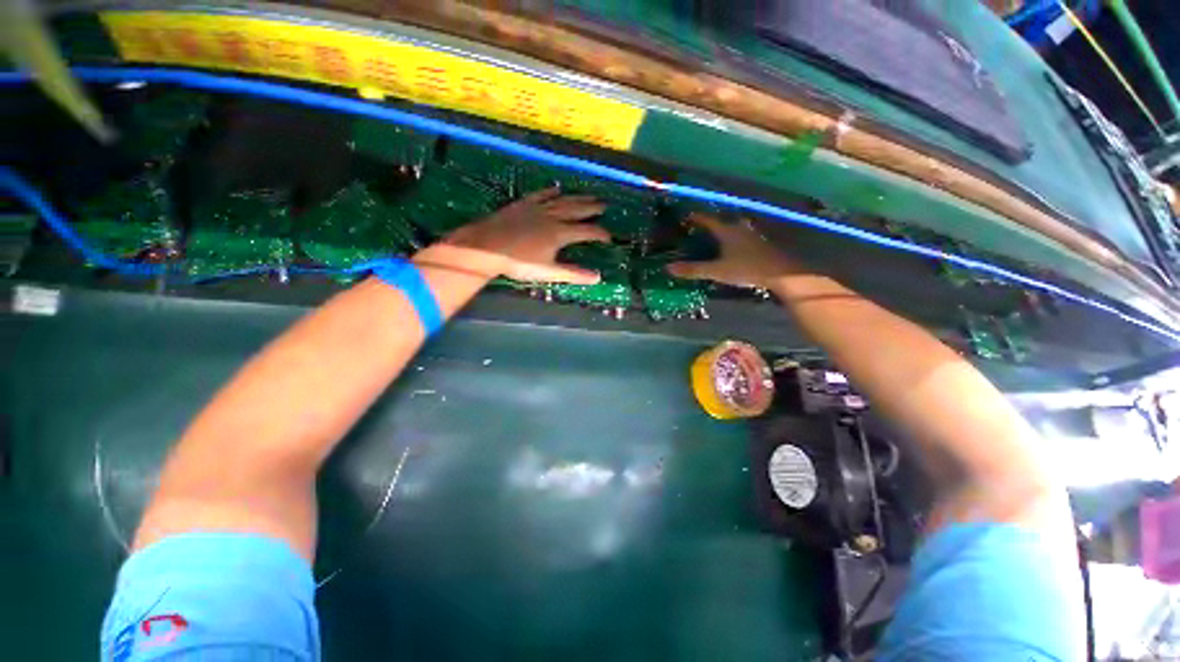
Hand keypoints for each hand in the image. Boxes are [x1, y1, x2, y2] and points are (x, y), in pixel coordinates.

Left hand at [442, 188, 609, 283]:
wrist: (487, 246)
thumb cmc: (519, 262)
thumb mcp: (548, 272)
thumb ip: (573, 274)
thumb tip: (597, 277)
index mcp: (560, 233)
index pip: (586, 231)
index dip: (600, 234)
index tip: (609, 237)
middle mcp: (552, 217)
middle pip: (577, 210)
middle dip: (592, 208)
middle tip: (605, 205)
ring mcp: (537, 208)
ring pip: (562, 200)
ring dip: (577, 198)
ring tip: (589, 195)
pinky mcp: (523, 204)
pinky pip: (541, 194)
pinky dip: (551, 191)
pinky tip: (557, 188)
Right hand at [667, 213, 799, 287]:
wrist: (781, 273)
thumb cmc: (746, 268)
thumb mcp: (716, 271)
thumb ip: (693, 269)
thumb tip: (669, 268)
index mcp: (727, 230)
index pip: (708, 220)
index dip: (696, 217)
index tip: (686, 216)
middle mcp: (739, 228)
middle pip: (722, 221)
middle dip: (710, 223)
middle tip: (699, 228)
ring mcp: (751, 234)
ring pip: (733, 228)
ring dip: (723, 230)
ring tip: (714, 237)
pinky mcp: (760, 243)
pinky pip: (741, 236)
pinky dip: (733, 238)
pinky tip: (732, 247)